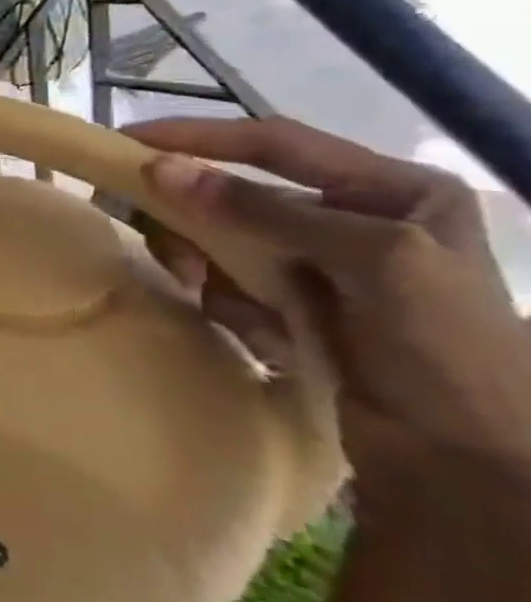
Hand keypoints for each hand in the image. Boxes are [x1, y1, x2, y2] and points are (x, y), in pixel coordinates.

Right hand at [125, 116, 530, 493]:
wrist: (474, 466)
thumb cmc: (448, 350)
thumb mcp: (373, 261)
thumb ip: (264, 209)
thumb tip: (159, 169)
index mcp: (392, 191)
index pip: (273, 142)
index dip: (197, 135)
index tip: (126, 141)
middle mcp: (353, 220)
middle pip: (237, 194)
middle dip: (191, 214)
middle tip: (140, 225)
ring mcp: (321, 268)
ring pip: (223, 240)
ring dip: (203, 263)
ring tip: (200, 290)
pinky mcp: (294, 309)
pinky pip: (228, 284)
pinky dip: (224, 302)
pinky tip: (255, 332)